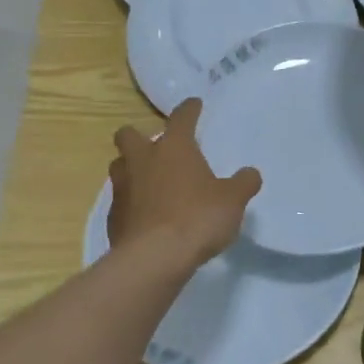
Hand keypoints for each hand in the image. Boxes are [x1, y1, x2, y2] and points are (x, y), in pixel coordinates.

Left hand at [107, 98, 260, 266]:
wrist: (154, 258)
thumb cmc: (197, 218)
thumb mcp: (232, 200)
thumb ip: (243, 183)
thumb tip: (250, 174)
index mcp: (173, 147)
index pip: (181, 117)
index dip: (189, 109)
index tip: (194, 105)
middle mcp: (142, 160)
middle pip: (129, 135)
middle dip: (139, 136)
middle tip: (158, 149)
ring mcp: (122, 188)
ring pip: (120, 166)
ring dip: (132, 170)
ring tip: (151, 183)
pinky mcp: (113, 217)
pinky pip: (121, 201)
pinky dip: (133, 204)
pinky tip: (148, 217)